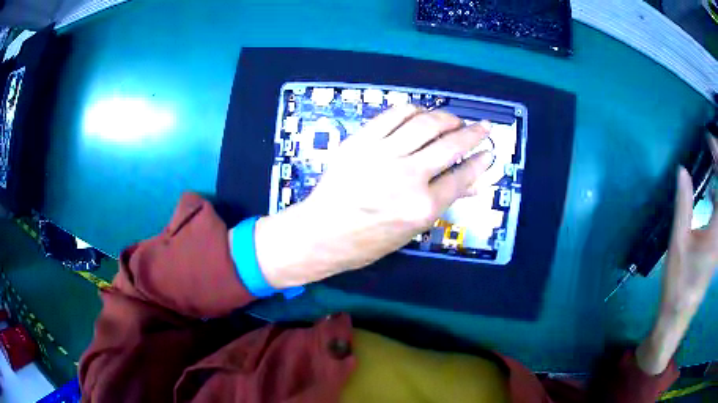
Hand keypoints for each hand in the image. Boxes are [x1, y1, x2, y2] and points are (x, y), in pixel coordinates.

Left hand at [254, 105, 493, 287]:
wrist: (322, 232)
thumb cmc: (368, 241)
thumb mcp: (411, 230)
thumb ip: (443, 202)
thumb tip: (474, 184)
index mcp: (422, 207)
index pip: (462, 176)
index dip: (480, 161)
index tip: (488, 151)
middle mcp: (407, 177)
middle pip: (450, 145)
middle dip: (473, 133)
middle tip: (482, 128)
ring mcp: (382, 155)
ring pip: (425, 124)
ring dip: (446, 118)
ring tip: (454, 120)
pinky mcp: (361, 141)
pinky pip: (393, 115)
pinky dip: (413, 110)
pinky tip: (421, 114)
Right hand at [637, 152, 717, 373]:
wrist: (679, 314)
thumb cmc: (678, 282)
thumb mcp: (678, 242)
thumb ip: (684, 204)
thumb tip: (683, 170)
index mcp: (716, 232)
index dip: (717, 156)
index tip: (709, 139)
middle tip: (713, 145)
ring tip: (714, 160)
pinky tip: (712, 191)